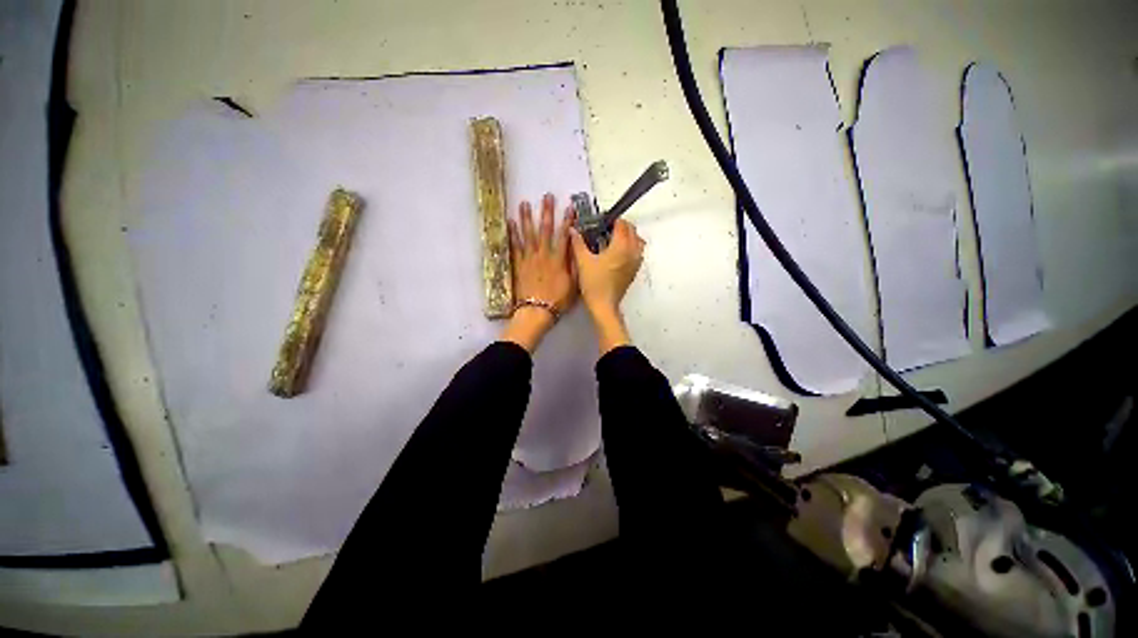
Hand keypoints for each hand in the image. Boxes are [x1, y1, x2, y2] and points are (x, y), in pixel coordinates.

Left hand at [500, 193, 575, 352]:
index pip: (564, 236)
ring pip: (528, 234)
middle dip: (547, 212)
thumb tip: (576, 249)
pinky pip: (515, 247)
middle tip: (546, 197)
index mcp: (558, 260)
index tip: (569, 207)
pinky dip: (513, 234)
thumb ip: (574, 266)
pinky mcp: (519, 265)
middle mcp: (543, 255)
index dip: (567, 221)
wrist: (536, 311)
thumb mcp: (573, 285)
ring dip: (527, 218)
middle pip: (545, 230)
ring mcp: (529, 259)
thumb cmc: (557, 300)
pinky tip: (511, 223)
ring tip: (525, 204)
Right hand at [569, 219, 644, 353]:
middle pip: (632, 230)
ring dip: (628, 236)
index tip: (601, 222)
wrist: (604, 305)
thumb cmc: (593, 283)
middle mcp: (632, 251)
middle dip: (620, 226)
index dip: (612, 220)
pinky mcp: (634, 271)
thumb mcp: (582, 261)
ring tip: (613, 240)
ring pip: (637, 241)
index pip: (622, 224)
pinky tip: (617, 254)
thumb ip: (577, 242)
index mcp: (621, 246)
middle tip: (605, 229)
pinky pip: (637, 252)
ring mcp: (636, 262)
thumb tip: (572, 229)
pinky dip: (630, 247)